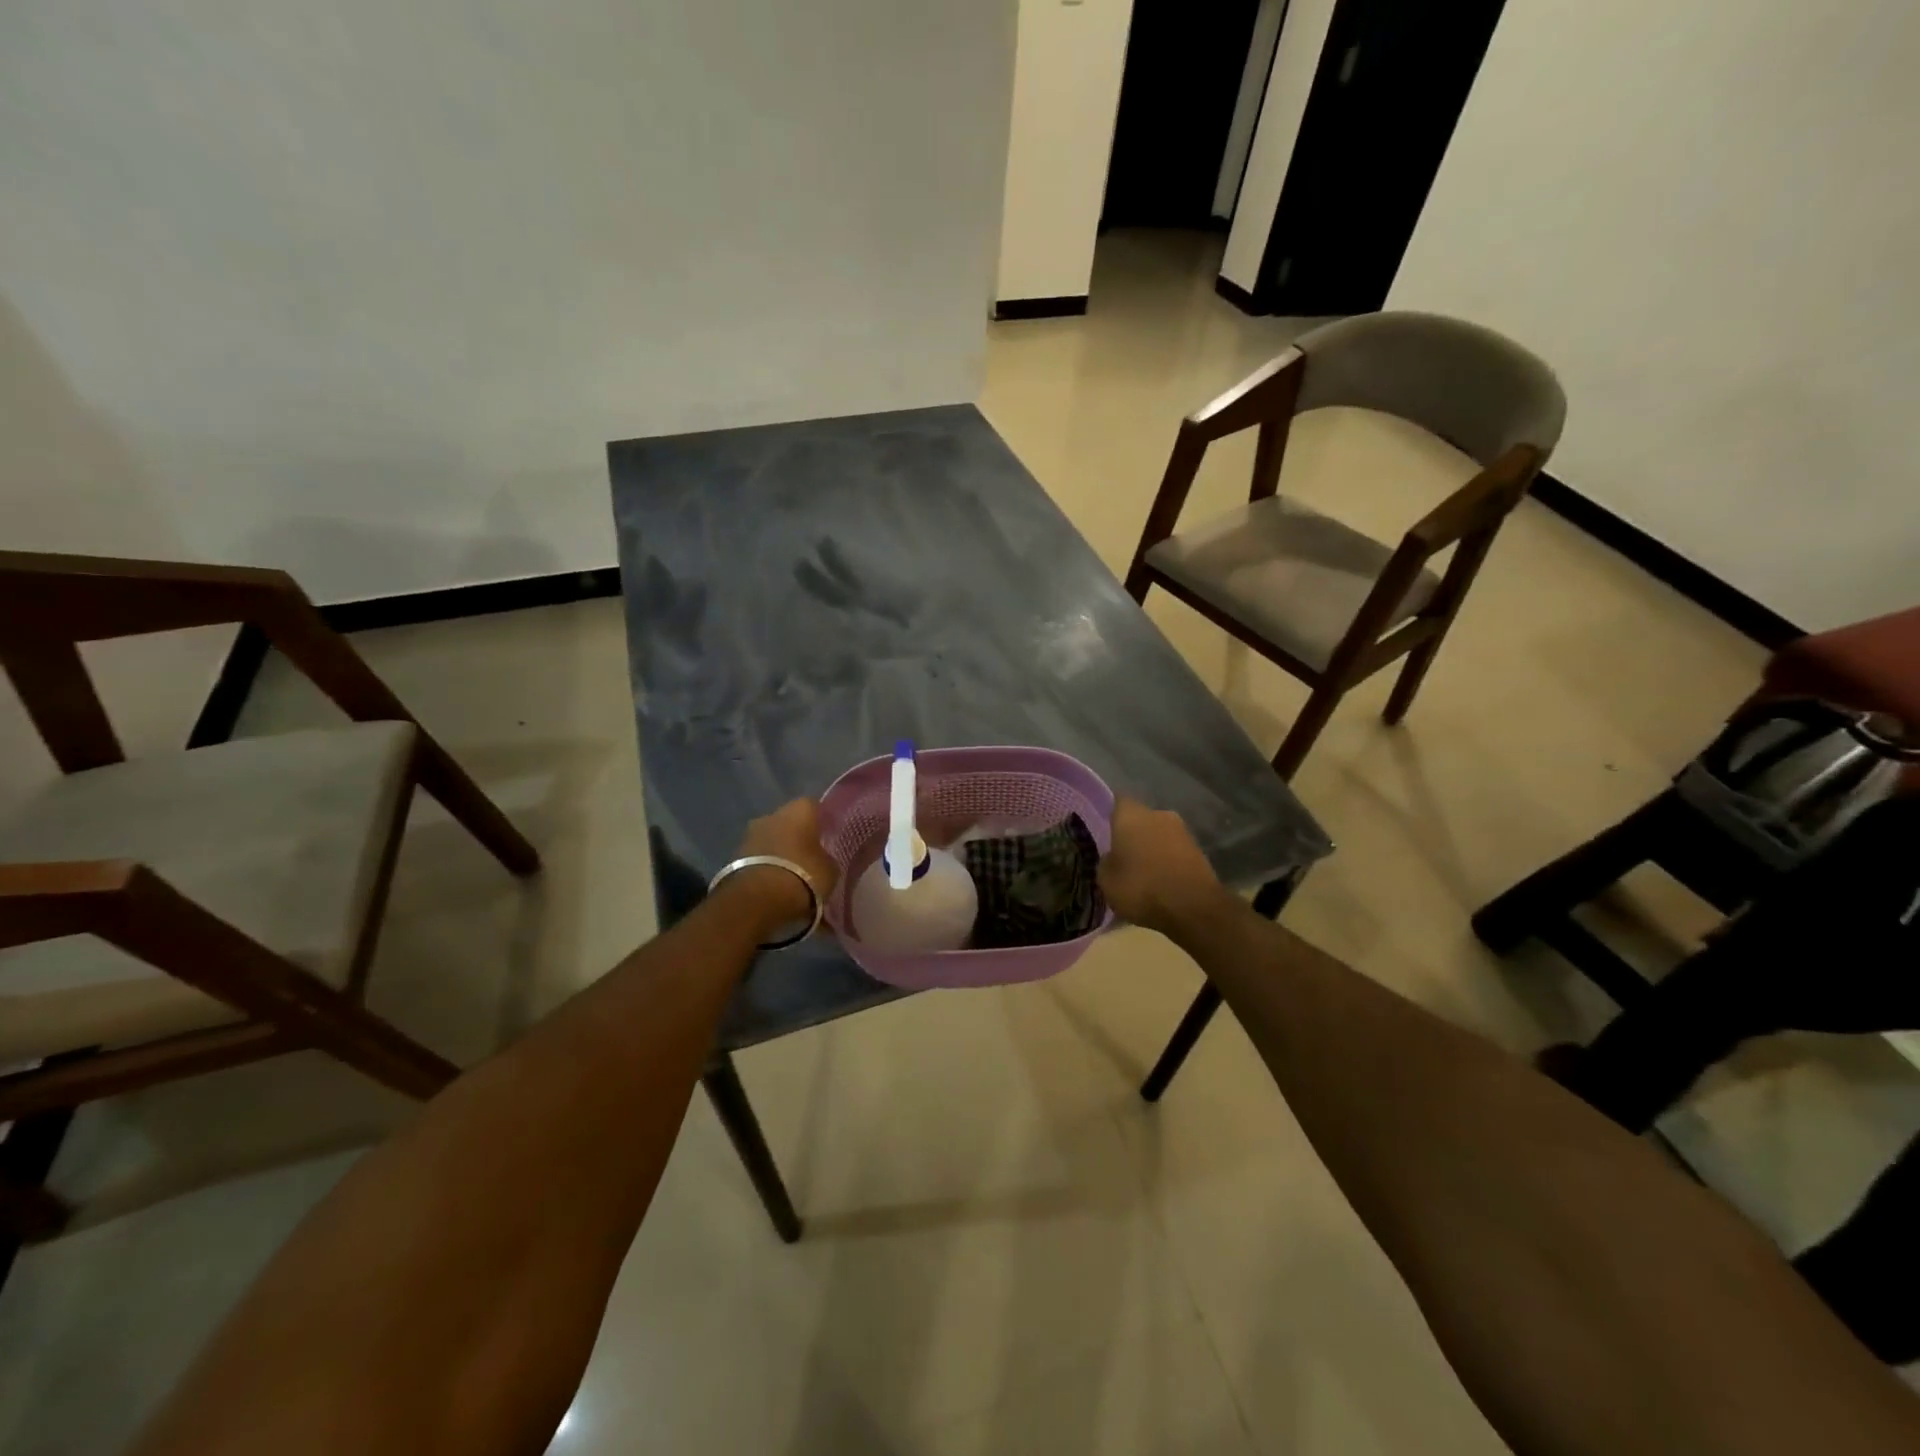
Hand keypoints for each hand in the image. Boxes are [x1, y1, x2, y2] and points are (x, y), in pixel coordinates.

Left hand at [724, 799, 840, 936]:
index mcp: (799, 810)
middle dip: (798, 836)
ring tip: (792, 874)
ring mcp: (750, 835)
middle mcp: (772, 815)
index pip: (814, 806)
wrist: (758, 900)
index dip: (822, 821)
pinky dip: (766, 867)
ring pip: (771, 839)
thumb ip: (826, 858)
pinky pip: (758, 858)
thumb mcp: (830, 869)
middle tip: (810, 856)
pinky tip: (775, 883)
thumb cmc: (803, 875)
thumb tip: (822, 858)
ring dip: (779, 852)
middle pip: (789, 822)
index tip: (829, 835)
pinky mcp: (734, 857)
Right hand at [1098, 798, 1231, 937]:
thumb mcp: (1106, 880)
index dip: (1110, 815)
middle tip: (1121, 855)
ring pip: (1159, 835)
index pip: (1117, 801)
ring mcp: (1182, 831)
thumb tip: (1112, 857)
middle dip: (1132, 834)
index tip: (1103, 830)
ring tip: (1142, 873)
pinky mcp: (1200, 851)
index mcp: (1131, 815)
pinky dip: (1167, 862)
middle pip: (1140, 819)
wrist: (1194, 908)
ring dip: (1151, 849)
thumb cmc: (1142, 887)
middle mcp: (1158, 814)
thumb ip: (1106, 862)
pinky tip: (1161, 882)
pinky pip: (1174, 852)